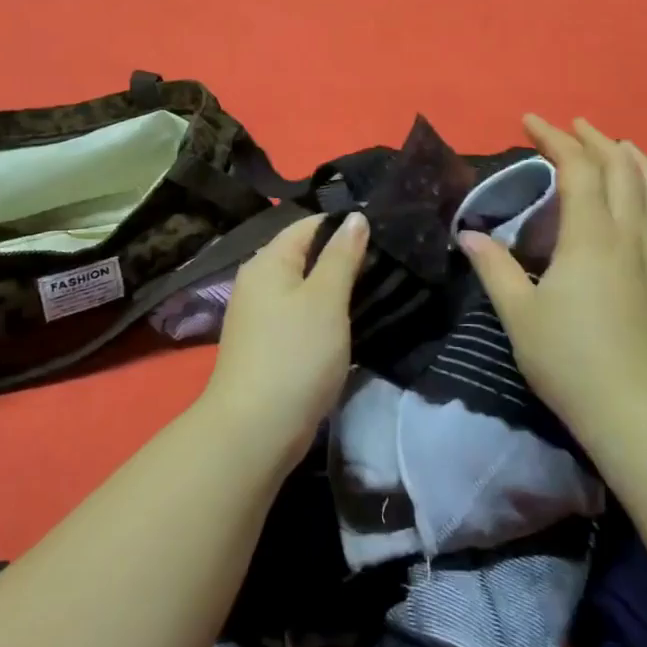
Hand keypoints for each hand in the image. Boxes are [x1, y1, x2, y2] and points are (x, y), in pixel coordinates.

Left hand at [200, 211, 369, 448]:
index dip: (345, 225)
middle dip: (344, 258)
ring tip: (379, 290)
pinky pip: (302, 317)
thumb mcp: (326, 299)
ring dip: (337, 290)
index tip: (385, 234)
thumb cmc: (295, 354)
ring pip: (306, 289)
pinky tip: (351, 324)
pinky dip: (326, 316)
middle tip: (390, 265)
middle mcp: (258, 282)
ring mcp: (260, 316)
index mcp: (268, 262)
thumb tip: (355, 217)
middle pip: (306, 256)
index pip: (309, 225)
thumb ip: (342, 255)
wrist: (256, 429)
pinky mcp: (268, 346)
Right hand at [459, 116, 646, 426]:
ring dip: (638, 160)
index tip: (530, 122)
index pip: (577, 169)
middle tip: (571, 128)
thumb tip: (469, 234)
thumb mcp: (519, 314)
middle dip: (595, 139)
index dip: (555, 138)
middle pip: (622, 169)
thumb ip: (494, 267)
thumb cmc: (568, 361)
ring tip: (620, 147)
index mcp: (590, 238)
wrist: (633, 412)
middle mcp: (631, 236)